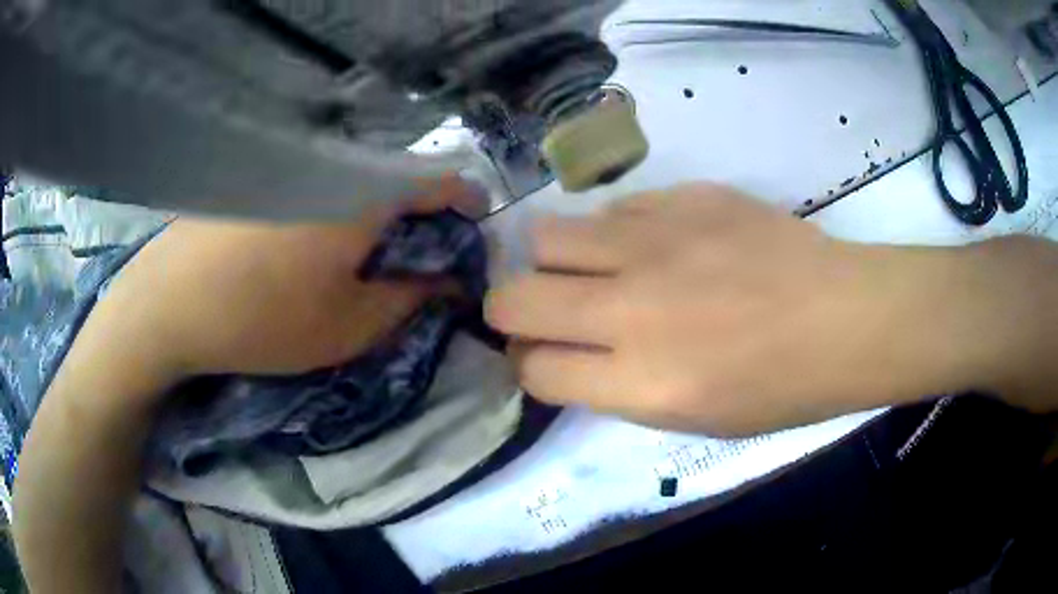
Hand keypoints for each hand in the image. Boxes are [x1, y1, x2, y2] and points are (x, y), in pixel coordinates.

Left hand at [92, 178, 481, 387]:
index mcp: (363, 192)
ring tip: (359, 258)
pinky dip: (330, 207)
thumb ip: (411, 299)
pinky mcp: (259, 175)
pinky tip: (306, 245)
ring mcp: (290, 165)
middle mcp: (331, 163)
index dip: (467, 205)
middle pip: (398, 176)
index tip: (470, 236)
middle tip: (411, 260)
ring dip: (372, 212)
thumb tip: (450, 280)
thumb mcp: (350, 327)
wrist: (166, 307)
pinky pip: (314, 181)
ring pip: (354, 178)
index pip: (442, 178)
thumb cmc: (262, 319)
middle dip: (419, 216)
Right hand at [487, 183, 1022, 435]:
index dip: (530, 366)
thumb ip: (617, 386)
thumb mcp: (692, 418)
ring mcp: (656, 243)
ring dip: (555, 261)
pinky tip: (655, 245)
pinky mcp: (683, 197)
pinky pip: (613, 210)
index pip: (534, 369)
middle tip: (544, 312)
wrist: (845, 317)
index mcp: (642, 383)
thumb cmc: (781, 388)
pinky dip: (617, 233)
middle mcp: (633, 309)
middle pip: (513, 299)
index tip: (544, 358)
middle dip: (512, 311)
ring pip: (546, 236)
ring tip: (593, 270)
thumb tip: (565, 352)